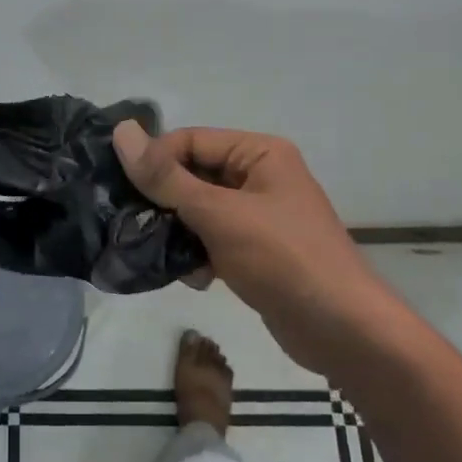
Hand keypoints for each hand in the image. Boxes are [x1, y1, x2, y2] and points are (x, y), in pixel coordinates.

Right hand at [112, 121, 392, 358]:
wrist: (340, 330)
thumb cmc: (282, 258)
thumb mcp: (219, 213)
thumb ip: (166, 177)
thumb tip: (121, 131)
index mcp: (259, 153)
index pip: (189, 141)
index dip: (155, 162)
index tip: (124, 193)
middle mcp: (259, 177)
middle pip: (192, 176)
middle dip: (164, 203)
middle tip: (133, 225)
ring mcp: (257, 216)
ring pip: (197, 211)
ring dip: (178, 234)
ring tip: (165, 257)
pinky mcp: (254, 251)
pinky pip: (211, 240)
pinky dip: (198, 256)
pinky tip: (197, 279)